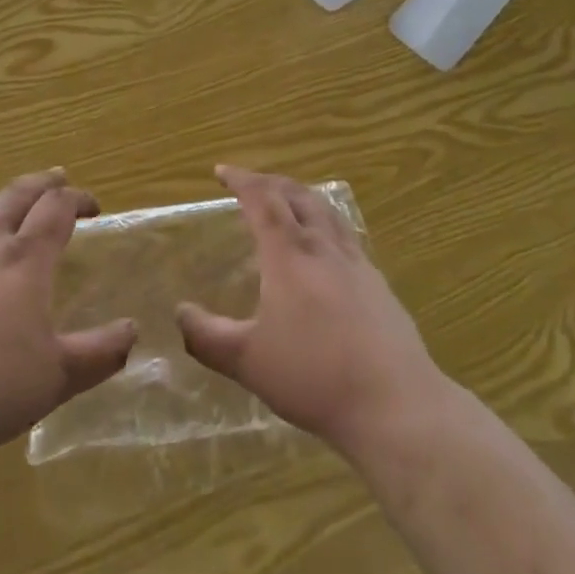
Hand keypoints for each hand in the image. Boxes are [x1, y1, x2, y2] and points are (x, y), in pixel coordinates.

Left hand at [0, 169, 135, 473]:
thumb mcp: (58, 378)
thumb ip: (100, 353)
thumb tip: (133, 330)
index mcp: (25, 262)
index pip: (57, 209)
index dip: (78, 199)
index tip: (94, 207)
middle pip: (16, 195)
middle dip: (42, 182)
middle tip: (58, 178)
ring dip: (2, 201)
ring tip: (11, 206)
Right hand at [177, 165, 448, 462]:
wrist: (394, 402)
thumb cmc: (314, 377)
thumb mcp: (248, 362)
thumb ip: (207, 337)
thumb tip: (180, 313)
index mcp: (289, 255)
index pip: (262, 200)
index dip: (241, 180)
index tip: (221, 171)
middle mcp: (323, 246)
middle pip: (296, 195)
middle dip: (269, 182)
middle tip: (249, 183)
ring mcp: (356, 261)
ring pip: (325, 210)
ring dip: (299, 195)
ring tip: (286, 200)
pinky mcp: (377, 282)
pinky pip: (345, 233)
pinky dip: (324, 221)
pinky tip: (324, 247)